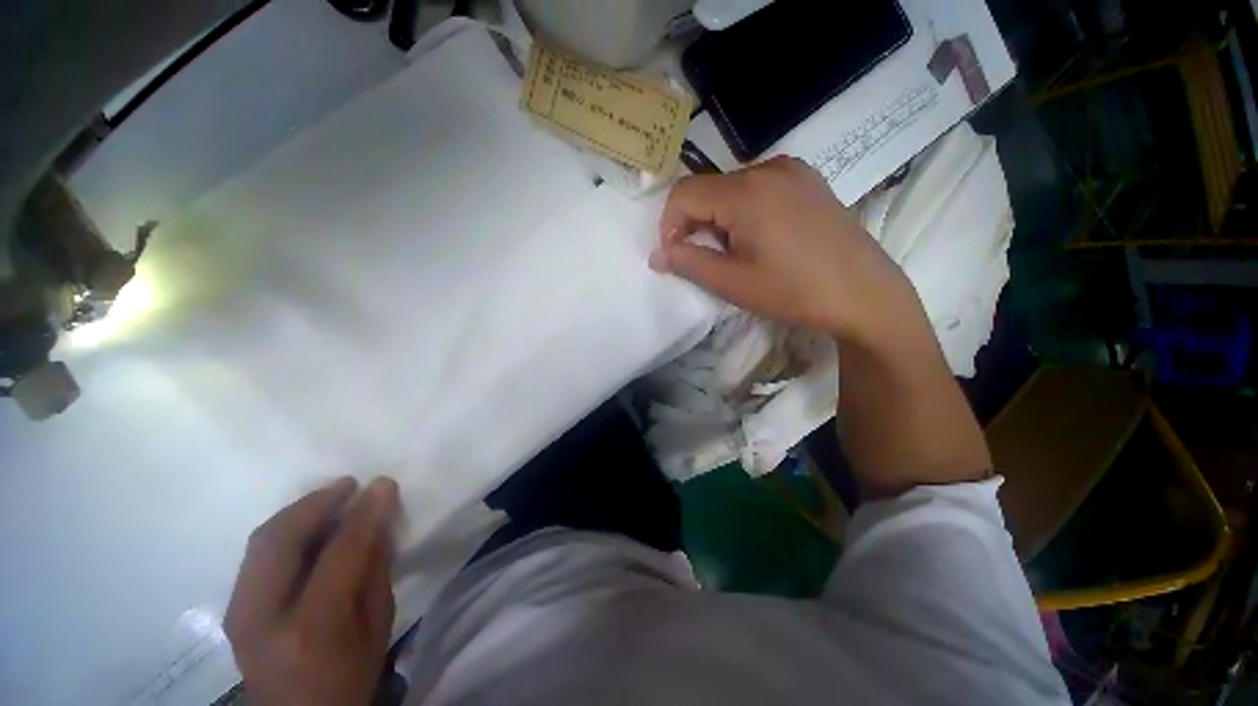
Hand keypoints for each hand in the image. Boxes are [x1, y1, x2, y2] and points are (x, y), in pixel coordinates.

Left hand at [225, 477, 399, 705]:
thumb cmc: (349, 678)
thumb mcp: (377, 627)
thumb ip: (375, 571)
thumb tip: (378, 522)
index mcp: (310, 628)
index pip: (339, 553)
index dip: (364, 513)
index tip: (384, 484)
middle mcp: (263, 617)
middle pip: (281, 540)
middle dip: (318, 502)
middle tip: (350, 484)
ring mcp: (238, 613)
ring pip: (262, 541)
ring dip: (299, 511)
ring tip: (331, 497)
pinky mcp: (231, 609)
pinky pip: (256, 554)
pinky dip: (284, 530)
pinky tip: (308, 525)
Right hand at [650, 157, 919, 344]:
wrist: (864, 294)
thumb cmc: (793, 292)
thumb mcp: (733, 283)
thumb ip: (688, 263)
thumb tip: (656, 254)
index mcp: (746, 192)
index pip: (684, 193)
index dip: (669, 225)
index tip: (675, 254)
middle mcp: (768, 168)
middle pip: (708, 188)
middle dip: (695, 223)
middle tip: (708, 258)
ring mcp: (793, 170)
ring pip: (732, 187)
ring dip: (719, 217)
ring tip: (737, 251)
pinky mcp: (808, 180)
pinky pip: (759, 187)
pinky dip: (744, 209)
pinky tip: (761, 237)